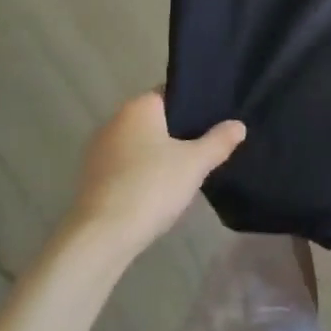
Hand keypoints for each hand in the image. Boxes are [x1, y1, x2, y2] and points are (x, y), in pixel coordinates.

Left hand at [61, 92, 244, 263]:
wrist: (101, 237)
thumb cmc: (151, 187)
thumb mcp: (196, 163)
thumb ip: (219, 141)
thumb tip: (239, 125)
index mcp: (138, 107)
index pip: (171, 93)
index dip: (194, 105)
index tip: (215, 119)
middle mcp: (114, 121)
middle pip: (155, 119)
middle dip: (178, 131)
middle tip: (207, 146)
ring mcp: (98, 151)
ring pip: (140, 144)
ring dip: (159, 154)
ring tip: (187, 171)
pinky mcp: (91, 179)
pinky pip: (126, 166)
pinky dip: (142, 173)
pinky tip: (159, 191)